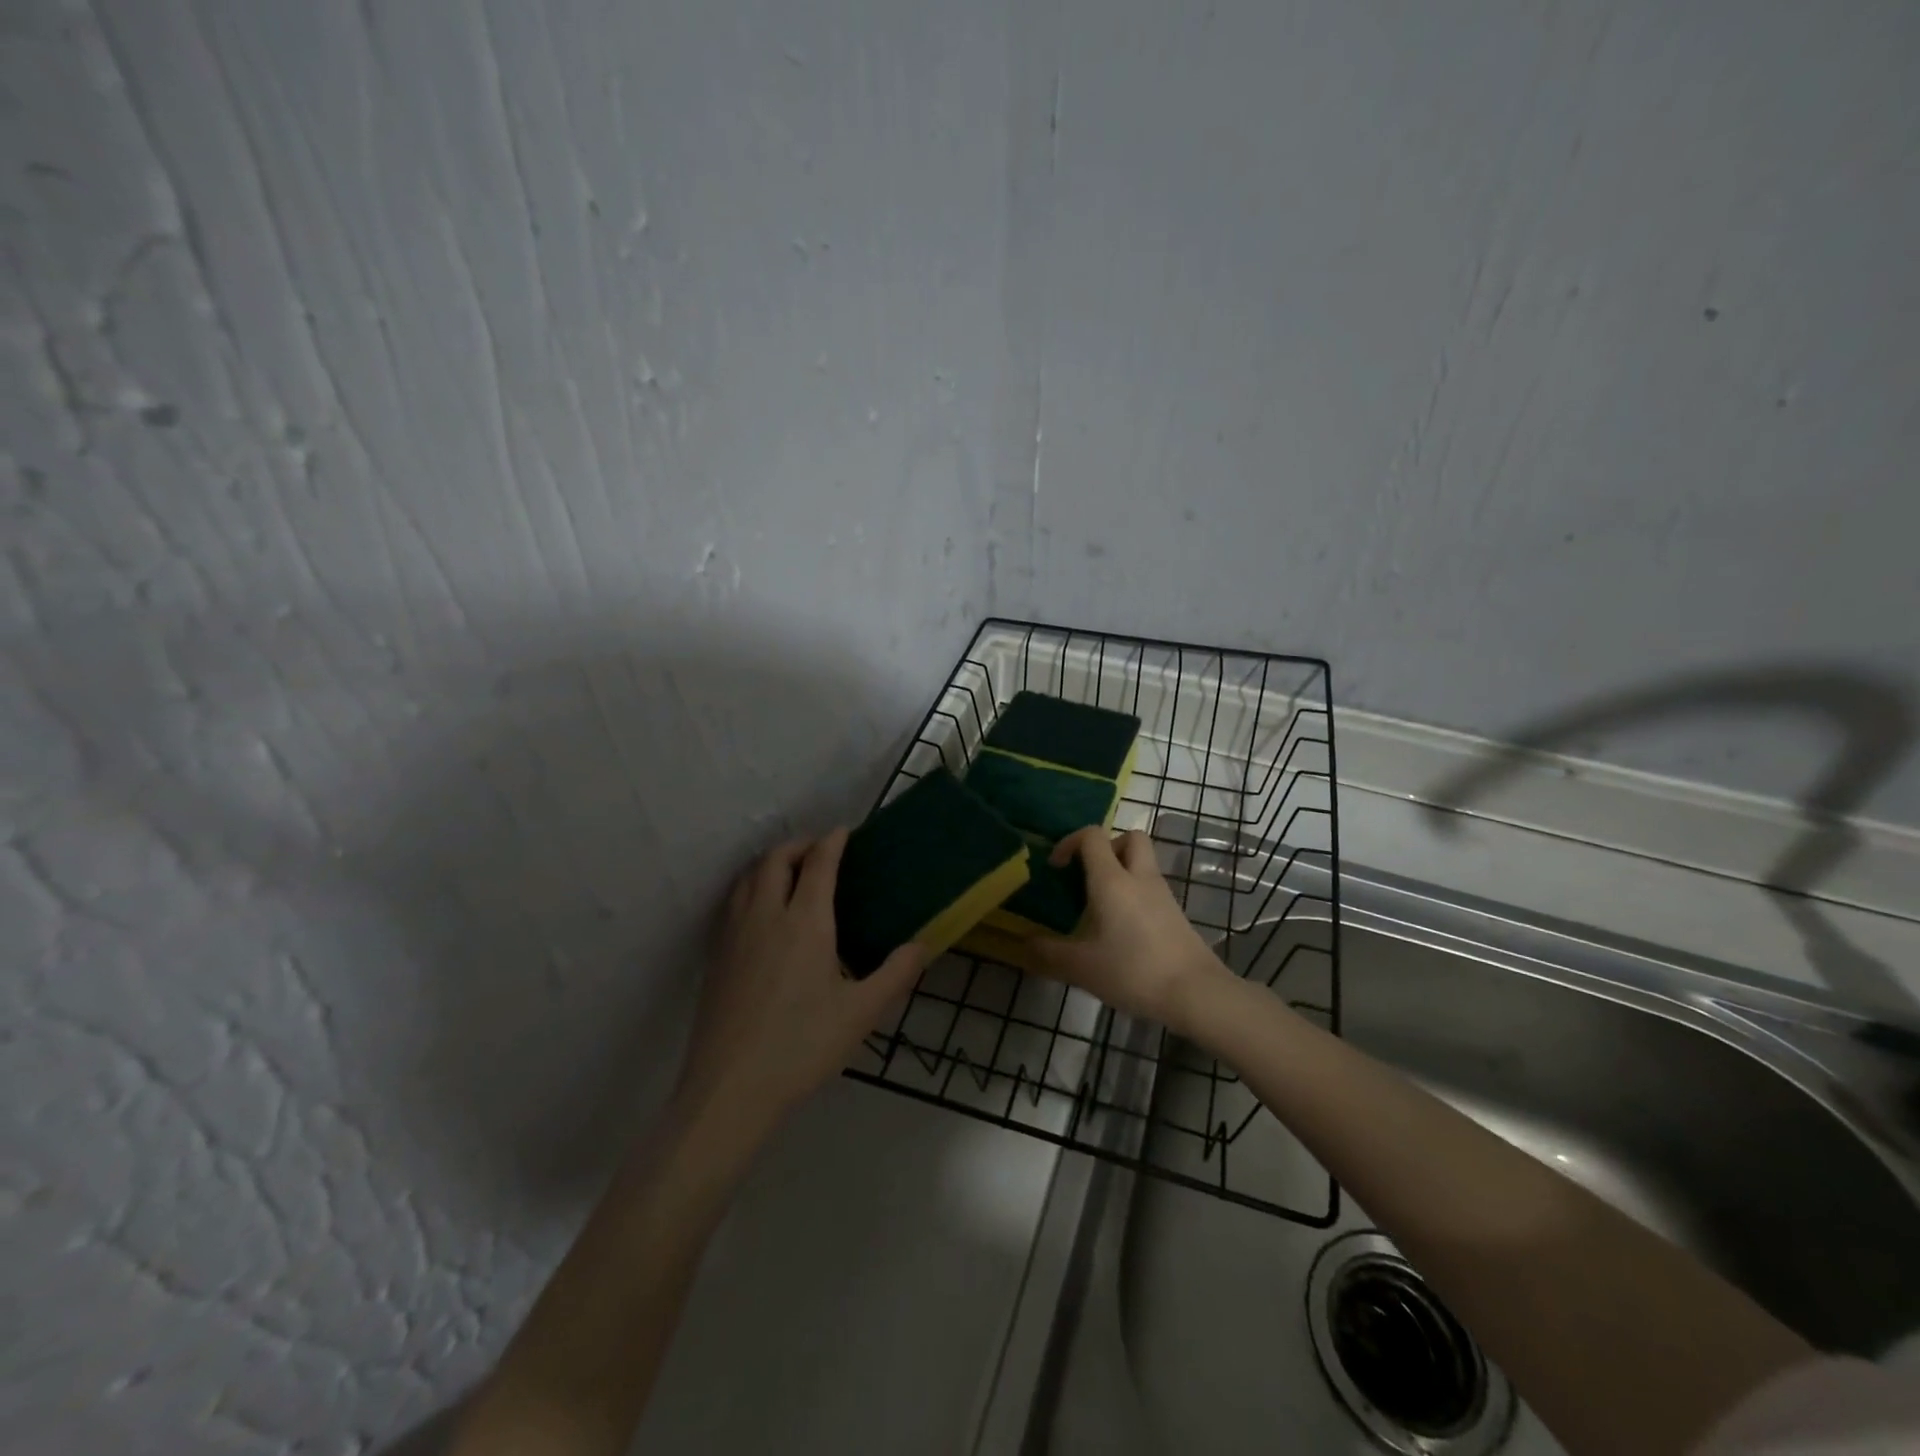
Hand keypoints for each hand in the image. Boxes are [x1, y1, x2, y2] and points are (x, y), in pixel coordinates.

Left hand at [676, 830, 926, 1132]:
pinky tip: (762, 912)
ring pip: (748, 876)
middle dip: (799, 845)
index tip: (844, 832)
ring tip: (790, 874)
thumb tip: (922, 945)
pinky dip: (751, 886)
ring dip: (771, 863)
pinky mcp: (717, 955)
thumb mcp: (861, 1013)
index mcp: (805, 921)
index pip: (818, 863)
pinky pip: (733, 901)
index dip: (832, 841)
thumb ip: (896, 974)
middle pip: (776, 859)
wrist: (730, 1089)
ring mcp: (735, 933)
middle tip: (820, 852)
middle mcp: (766, 914)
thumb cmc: (802, 1046)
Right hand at [1029, 828, 1226, 1031]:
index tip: (1056, 868)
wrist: (1196, 993)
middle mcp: (1139, 877)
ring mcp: (1162, 894)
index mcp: (1112, 880)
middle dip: (1106, 848)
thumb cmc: (1134, 971)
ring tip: (1099, 905)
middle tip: (1087, 875)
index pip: (1092, 836)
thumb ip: (1048, 954)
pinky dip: (1135, 893)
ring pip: (1142, 862)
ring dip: (1121, 870)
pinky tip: (1121, 927)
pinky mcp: (1175, 913)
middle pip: (1129, 837)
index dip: (1069, 842)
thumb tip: (1022, 944)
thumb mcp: (1081, 967)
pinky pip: (1151, 887)